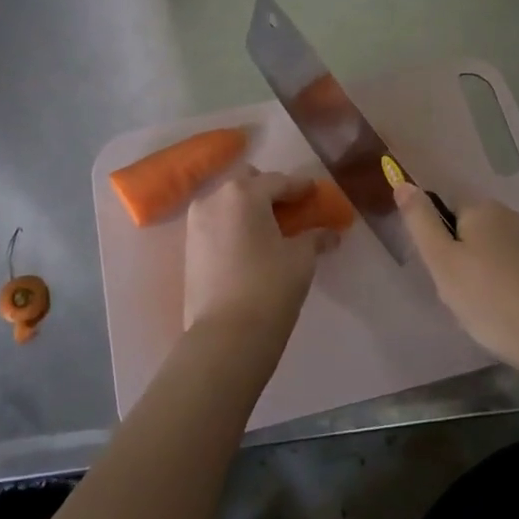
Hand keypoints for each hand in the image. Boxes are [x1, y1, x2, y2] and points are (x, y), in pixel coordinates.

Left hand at [184, 168, 336, 342]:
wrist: (226, 336)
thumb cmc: (269, 287)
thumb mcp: (301, 259)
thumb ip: (314, 238)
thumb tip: (330, 233)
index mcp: (244, 193)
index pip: (278, 181)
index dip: (300, 186)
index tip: (314, 191)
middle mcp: (214, 199)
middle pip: (247, 183)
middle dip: (268, 190)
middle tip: (289, 209)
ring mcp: (196, 222)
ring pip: (227, 202)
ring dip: (248, 207)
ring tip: (269, 228)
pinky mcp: (189, 246)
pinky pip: (216, 222)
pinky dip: (234, 225)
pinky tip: (250, 243)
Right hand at [395, 183, 518, 376]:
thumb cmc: (493, 301)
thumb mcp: (443, 263)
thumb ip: (421, 221)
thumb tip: (402, 182)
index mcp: (482, 208)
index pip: (443, 212)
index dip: (437, 245)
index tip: (442, 276)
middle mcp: (509, 215)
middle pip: (466, 232)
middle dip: (458, 263)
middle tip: (460, 298)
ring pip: (487, 253)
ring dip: (479, 278)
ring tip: (483, 312)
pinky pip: (510, 269)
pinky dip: (501, 288)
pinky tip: (505, 314)